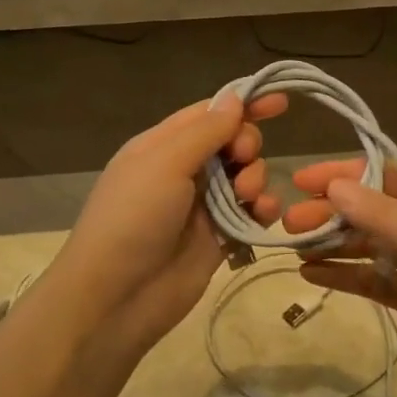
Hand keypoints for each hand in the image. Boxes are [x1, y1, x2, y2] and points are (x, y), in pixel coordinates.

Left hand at [46, 94, 285, 357]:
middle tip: (243, 160)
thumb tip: (235, 98)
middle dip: (247, 145)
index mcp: (162, 145)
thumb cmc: (133, 218)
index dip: (243, 104)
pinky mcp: (219, 239)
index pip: (208, 113)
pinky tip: (262, 216)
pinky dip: (262, 210)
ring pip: (246, 177)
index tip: (280, 102)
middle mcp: (183, 171)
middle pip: (232, 142)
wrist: (116, 298)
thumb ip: (205, 131)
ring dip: (256, 179)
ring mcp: (202, 206)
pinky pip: (250, 213)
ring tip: (247, 197)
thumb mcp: (164, 163)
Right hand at [282, 161, 396, 396]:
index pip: (384, 175)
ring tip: (293, 248)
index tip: (301, 180)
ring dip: (333, 245)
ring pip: (369, 247)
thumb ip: (385, 217)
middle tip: (289, 223)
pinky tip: (311, 275)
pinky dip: (345, 277)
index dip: (343, 174)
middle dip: (332, 214)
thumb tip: (334, 186)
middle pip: (371, 211)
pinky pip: (374, 282)